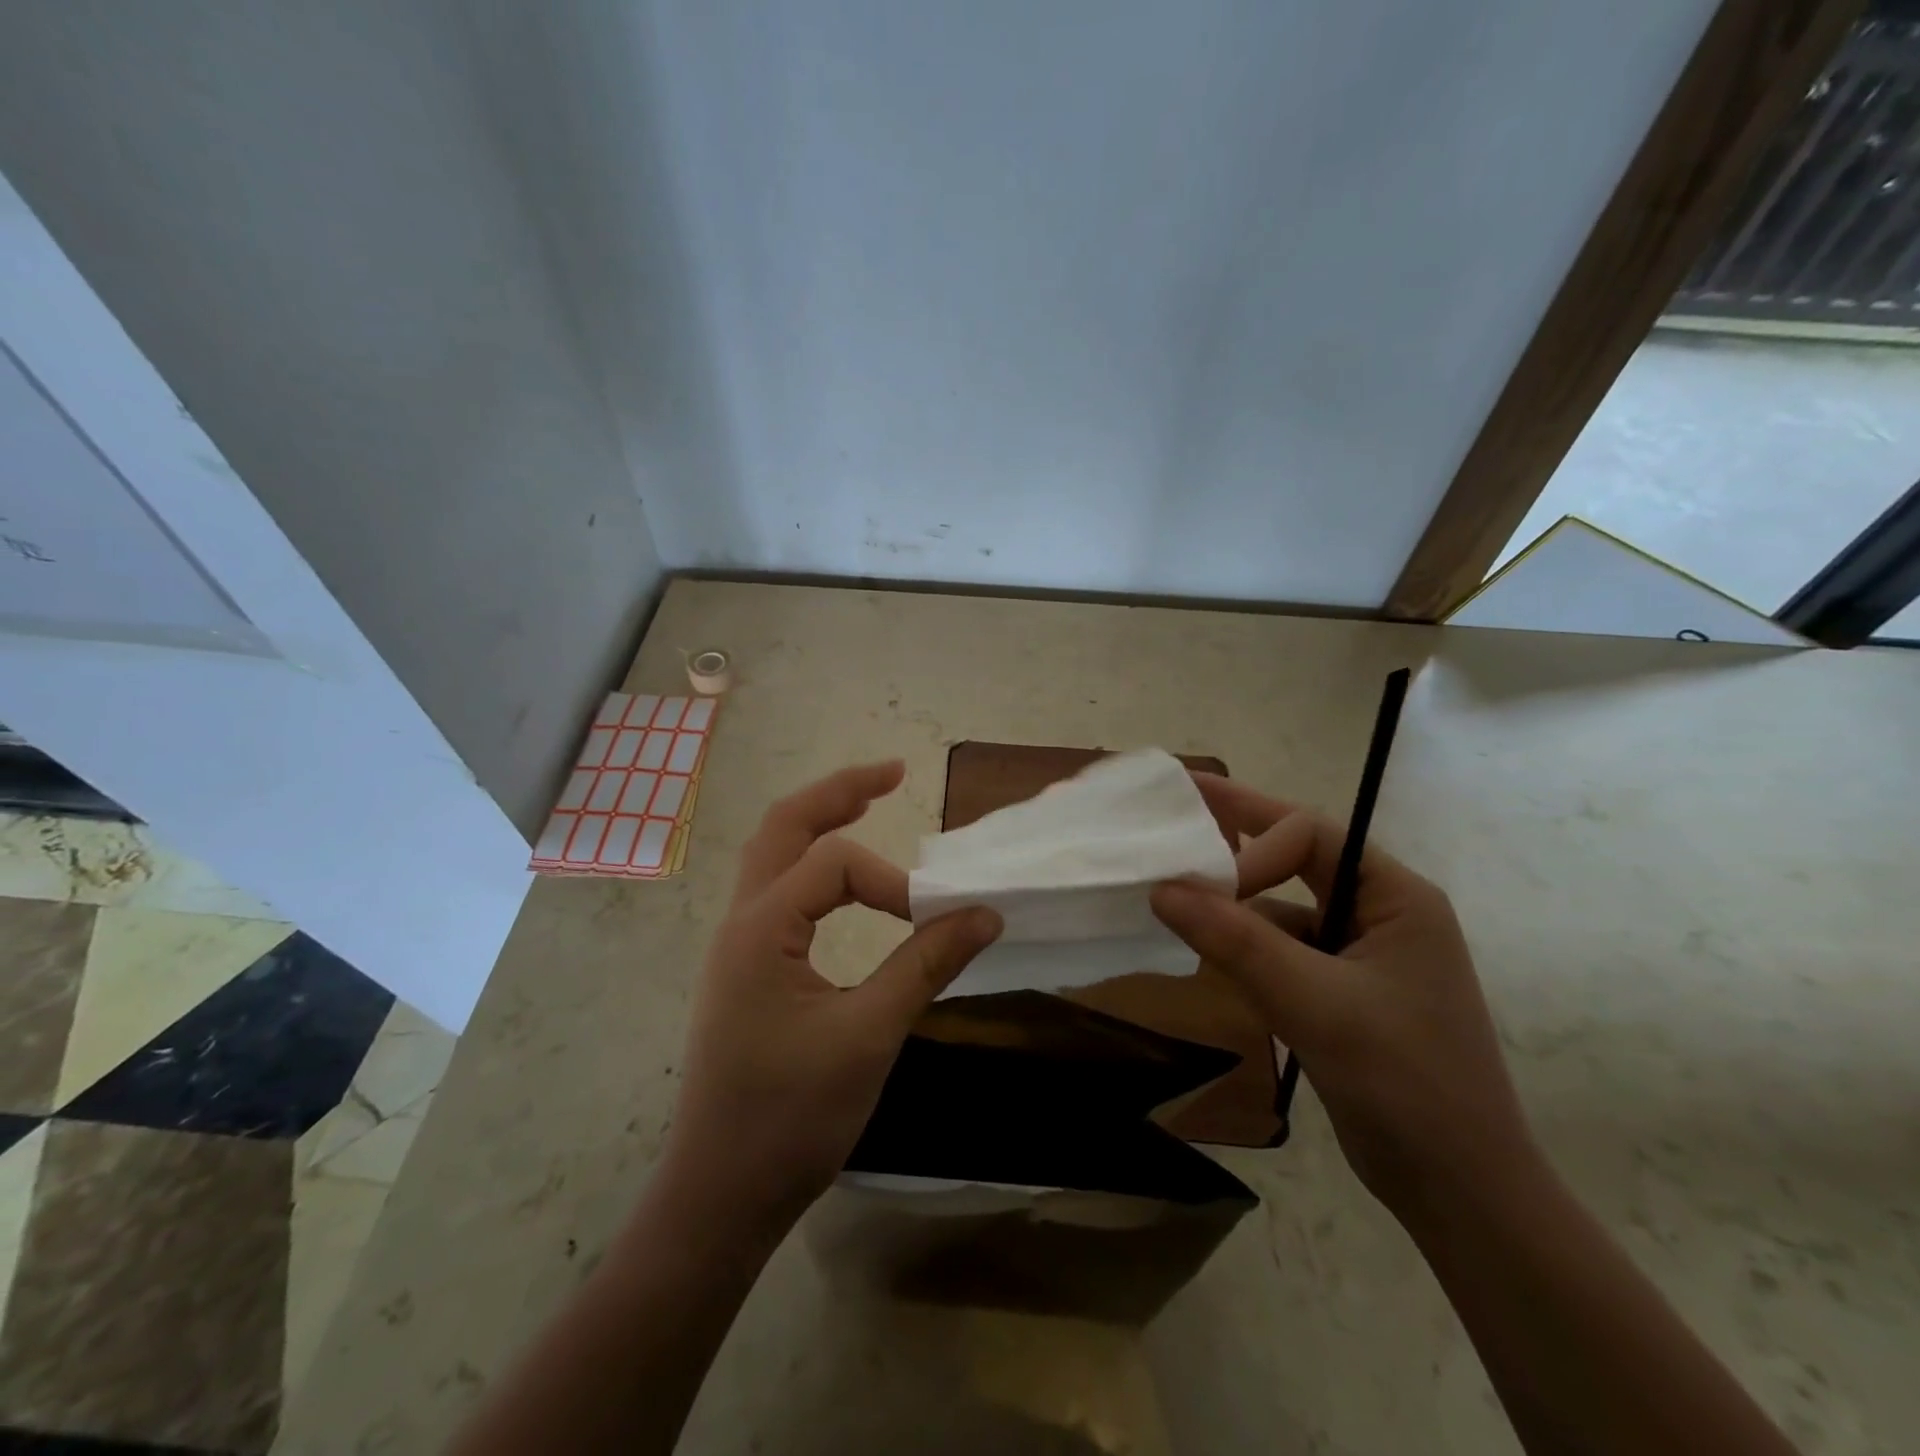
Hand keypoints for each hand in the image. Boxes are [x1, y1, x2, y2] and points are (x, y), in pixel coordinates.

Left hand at [657, 761, 1001, 1241]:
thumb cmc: (790, 1118)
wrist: (720, 1195)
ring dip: (820, 822)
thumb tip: (985, 915)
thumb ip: (926, 966)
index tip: (936, 924)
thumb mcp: (869, 1037)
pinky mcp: (746, 969)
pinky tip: (842, 880)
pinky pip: (777, 892)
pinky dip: (813, 866)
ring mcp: (737, 946)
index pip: (835, 864)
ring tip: (868, 800)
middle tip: (891, 773)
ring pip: (773, 856)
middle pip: (782, 827)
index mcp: (760, 928)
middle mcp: (740, 922)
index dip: (893, 883)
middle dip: (838, 792)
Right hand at [1151, 774, 1543, 1225]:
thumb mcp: (1314, 1003)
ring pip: (1282, 908)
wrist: (1460, 1193)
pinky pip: (1281, 950)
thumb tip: (1160, 888)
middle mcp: (1380, 912)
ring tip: (1174, 897)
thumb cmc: (1404, 1083)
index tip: (1201, 884)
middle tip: (1173, 818)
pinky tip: (1209, 957)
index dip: (1251, 848)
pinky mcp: (1340, 991)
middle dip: (1237, 843)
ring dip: (1234, 906)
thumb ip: (1235, 941)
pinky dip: (1244, 949)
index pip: (1309, 836)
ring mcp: (1360, 954)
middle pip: (1297, 858)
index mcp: (1395, 895)